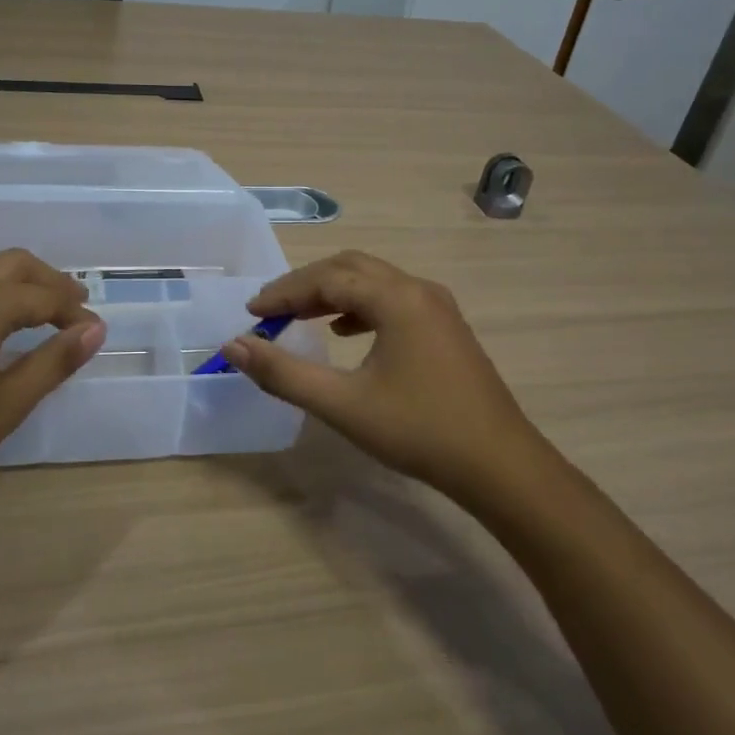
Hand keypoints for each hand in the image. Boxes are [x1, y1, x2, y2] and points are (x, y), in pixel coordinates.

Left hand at [0, 248, 103, 504]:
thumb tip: (95, 330)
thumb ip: (52, 363)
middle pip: (15, 263)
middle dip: (48, 280)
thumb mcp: (3, 406)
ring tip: (31, 303)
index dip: (74, 312)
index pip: (45, 296)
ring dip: (14, 276)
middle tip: (72, 303)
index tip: (93, 332)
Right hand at [220, 251, 544, 501]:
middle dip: (306, 285)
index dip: (284, 292)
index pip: (327, 279)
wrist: (500, 466)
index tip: (251, 312)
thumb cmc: (418, 431)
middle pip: (351, 268)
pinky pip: (394, 299)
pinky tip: (346, 333)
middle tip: (271, 310)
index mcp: (396, 299)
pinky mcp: (447, 328)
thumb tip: (234, 346)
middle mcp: (419, 290)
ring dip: (333, 293)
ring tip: (299, 317)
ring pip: (374, 281)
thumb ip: (283, 373)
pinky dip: (361, 307)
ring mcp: (438, 307)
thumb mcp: (342, 404)